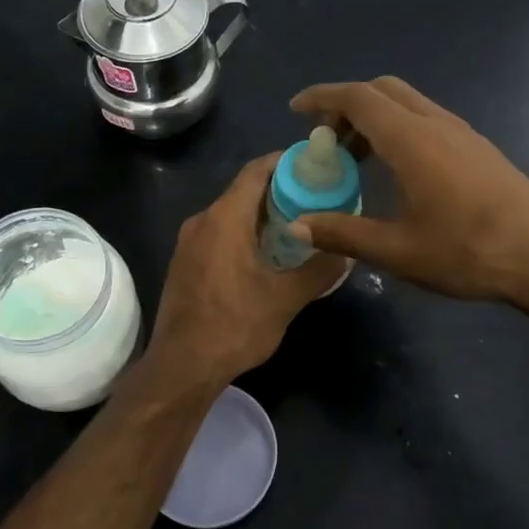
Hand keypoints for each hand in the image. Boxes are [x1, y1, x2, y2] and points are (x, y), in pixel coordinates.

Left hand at [146, 154, 347, 385]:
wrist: (182, 366)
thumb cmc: (234, 326)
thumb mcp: (286, 299)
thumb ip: (319, 269)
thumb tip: (346, 252)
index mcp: (225, 218)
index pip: (256, 171)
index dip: (285, 162)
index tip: (315, 165)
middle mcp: (202, 221)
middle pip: (243, 191)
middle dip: (279, 191)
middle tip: (316, 198)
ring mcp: (188, 242)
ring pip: (230, 214)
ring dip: (261, 215)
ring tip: (298, 226)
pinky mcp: (184, 263)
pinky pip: (218, 234)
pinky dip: (243, 233)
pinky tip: (266, 254)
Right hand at [289, 77, 528, 306]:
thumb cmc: (468, 252)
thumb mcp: (397, 251)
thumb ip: (344, 233)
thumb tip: (297, 225)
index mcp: (411, 140)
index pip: (358, 98)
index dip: (322, 97)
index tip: (296, 110)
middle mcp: (436, 124)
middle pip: (382, 90)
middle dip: (347, 104)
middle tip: (326, 139)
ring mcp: (461, 132)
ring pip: (407, 103)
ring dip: (374, 118)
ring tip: (356, 158)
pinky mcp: (477, 147)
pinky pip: (426, 118)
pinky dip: (398, 128)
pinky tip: (397, 169)